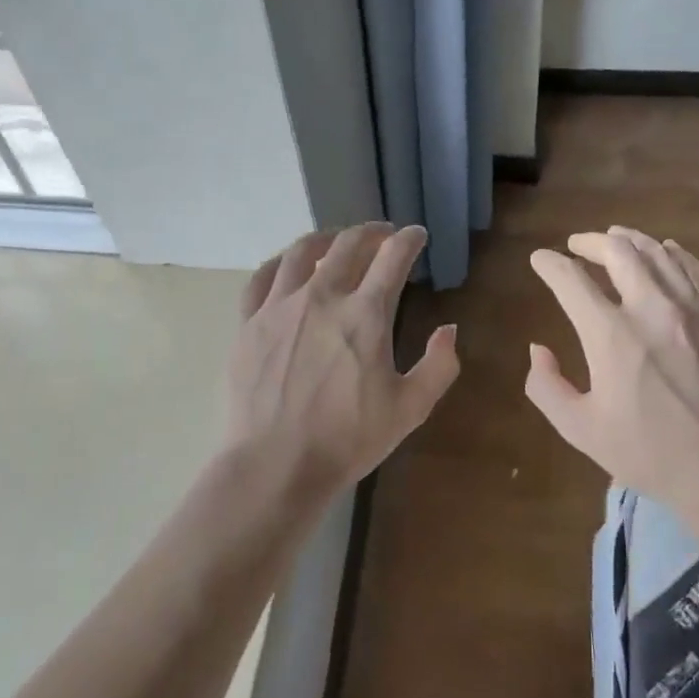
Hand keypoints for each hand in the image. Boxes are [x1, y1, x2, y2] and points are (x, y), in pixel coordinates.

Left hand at [224, 222, 459, 502]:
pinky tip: (289, 266)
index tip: (416, 235)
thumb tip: (449, 330)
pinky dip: (281, 262)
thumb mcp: (410, 409)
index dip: (409, 240)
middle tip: (382, 234)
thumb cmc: (347, 439)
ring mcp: (280, 306)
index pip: (393, 258)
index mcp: (365, 314)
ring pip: (303, 252)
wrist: (275, 464)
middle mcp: (322, 297)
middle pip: (349, 245)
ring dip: (326, 239)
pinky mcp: (249, 323)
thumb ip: (439, 366)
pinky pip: (263, 277)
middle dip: (371, 232)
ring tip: (336, 241)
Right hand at [525, 226, 698, 514]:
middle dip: (591, 241)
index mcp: (611, 335)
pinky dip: (677, 256)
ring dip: (632, 240)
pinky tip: (669, 252)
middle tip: (577, 245)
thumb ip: (546, 386)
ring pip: (660, 254)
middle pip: (619, 252)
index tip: (540, 259)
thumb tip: (539, 350)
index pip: (571, 280)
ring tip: (617, 238)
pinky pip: (698, 272)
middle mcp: (652, 309)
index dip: (550, 264)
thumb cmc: (649, 454)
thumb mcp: (580, 429)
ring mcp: (694, 311)